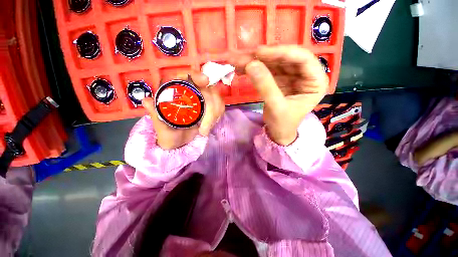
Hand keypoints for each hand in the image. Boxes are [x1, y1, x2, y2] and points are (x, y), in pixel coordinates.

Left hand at [142, 73, 224, 149]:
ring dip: (214, 115)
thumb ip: (155, 115)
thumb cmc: (169, 132)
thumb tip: (146, 101)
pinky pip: (220, 106)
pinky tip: (210, 125)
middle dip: (210, 108)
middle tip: (204, 128)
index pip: (189, 76)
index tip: (205, 81)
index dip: (197, 76)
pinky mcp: (212, 107)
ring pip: (217, 98)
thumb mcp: (161, 126)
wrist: (180, 142)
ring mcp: (204, 99)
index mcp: (178, 91)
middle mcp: (192, 92)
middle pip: (208, 89)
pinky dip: (218, 116)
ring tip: (205, 130)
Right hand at [231, 45, 328, 144]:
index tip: (259, 52)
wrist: (278, 132)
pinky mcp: (280, 79)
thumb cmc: (283, 123)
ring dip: (255, 60)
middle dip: (263, 56)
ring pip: (274, 62)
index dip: (281, 52)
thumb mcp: (276, 107)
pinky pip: (267, 69)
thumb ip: (265, 86)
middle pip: (285, 57)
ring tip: (237, 60)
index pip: (303, 58)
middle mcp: (305, 74)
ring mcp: (292, 75)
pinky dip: (254, 68)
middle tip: (243, 55)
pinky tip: (241, 67)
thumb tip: (251, 64)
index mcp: (316, 81)